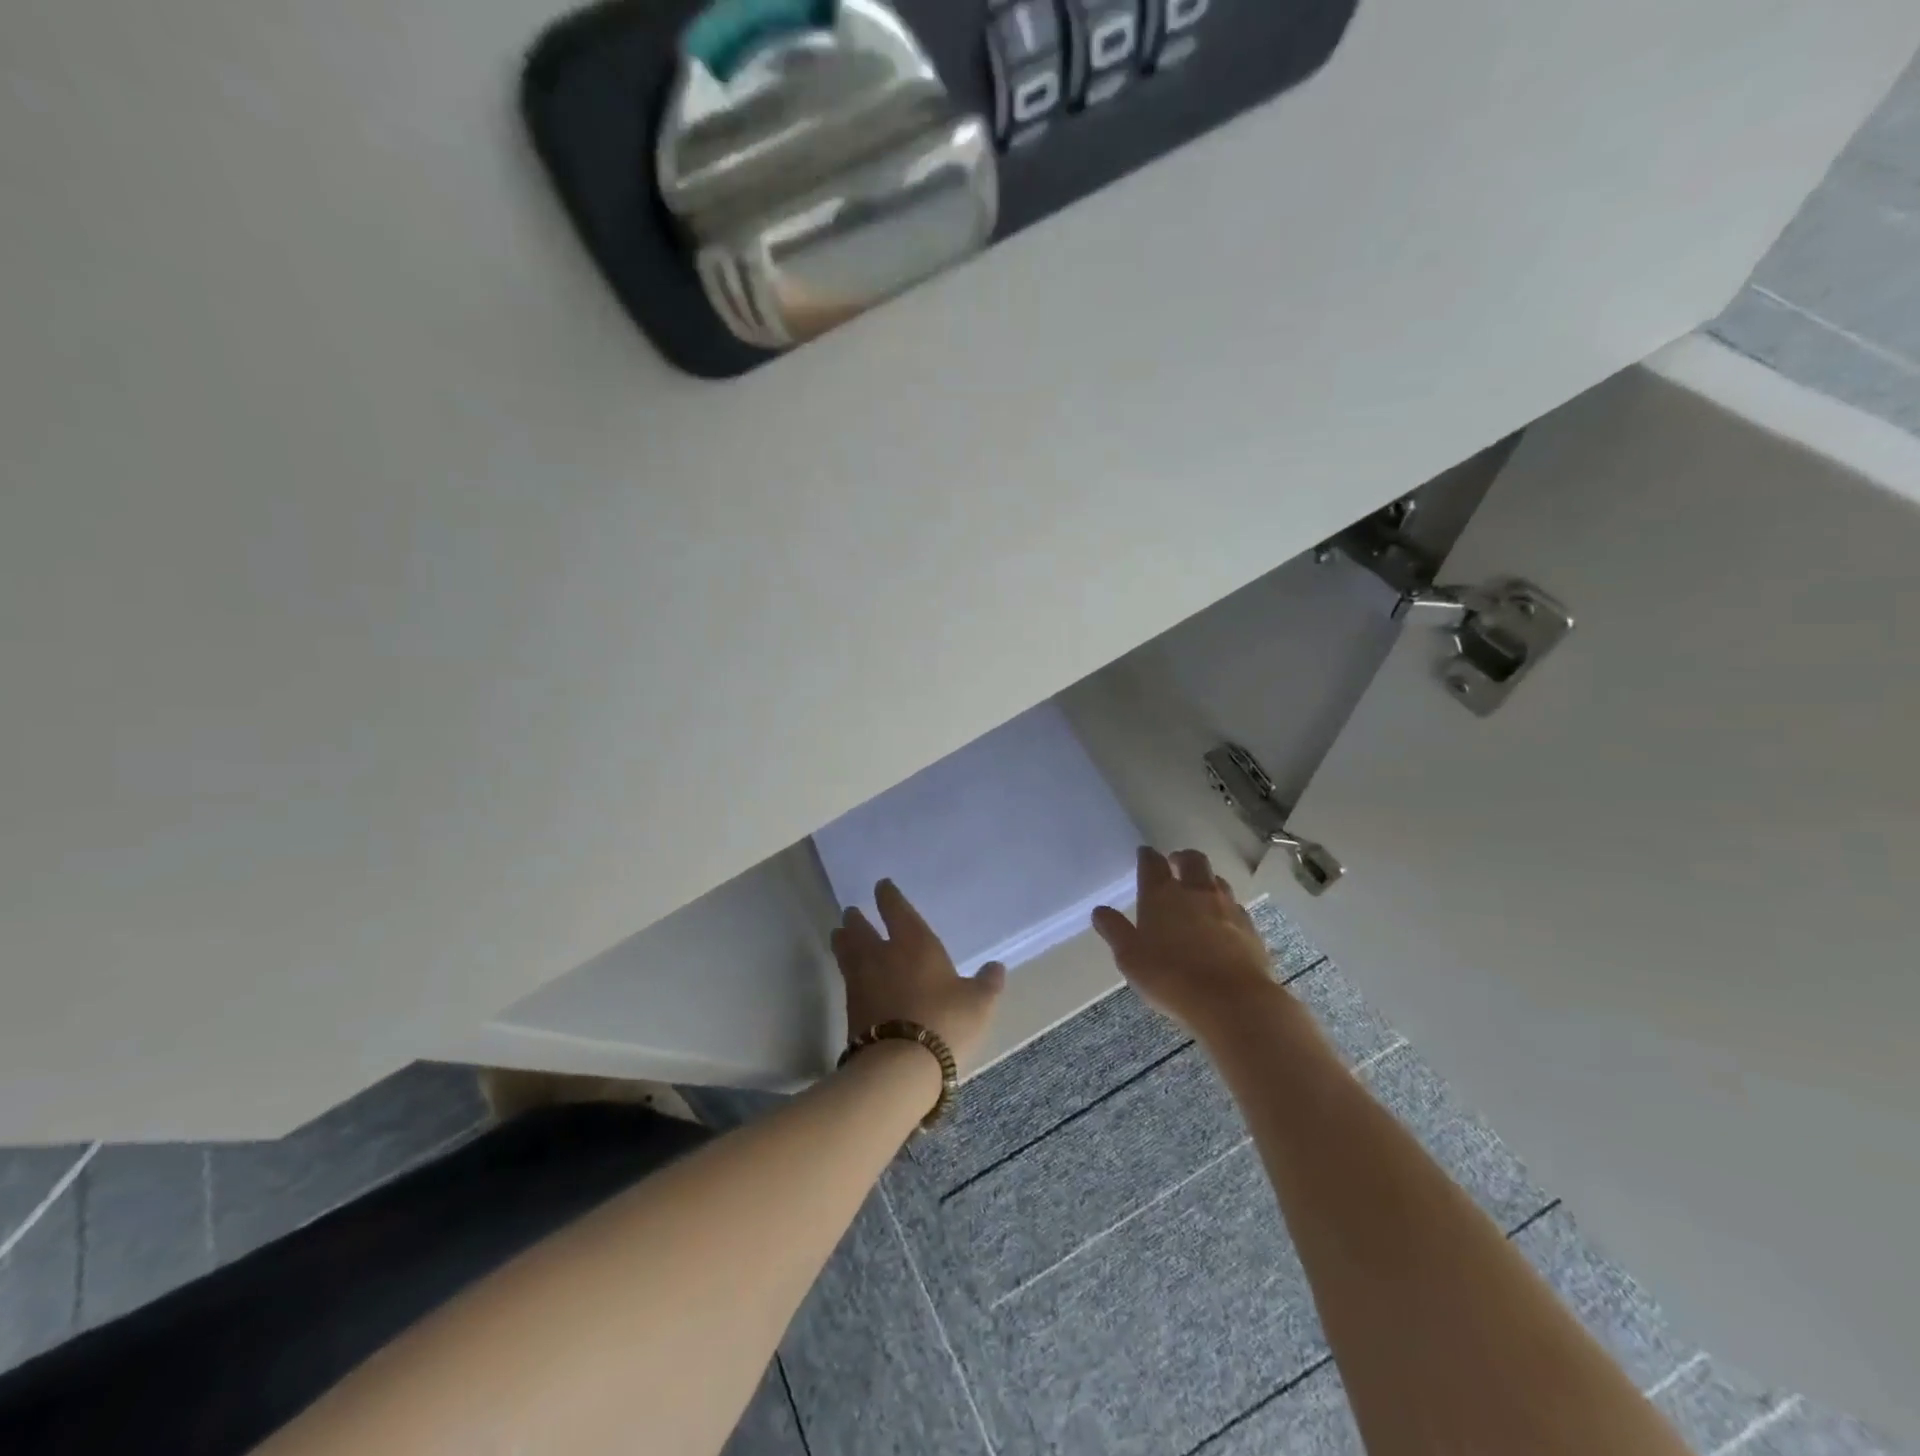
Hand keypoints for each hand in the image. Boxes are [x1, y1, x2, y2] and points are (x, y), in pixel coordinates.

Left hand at [831, 880, 1006, 1073]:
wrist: (900, 1066)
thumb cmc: (945, 1022)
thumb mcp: (978, 1003)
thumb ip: (987, 984)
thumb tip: (996, 968)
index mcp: (913, 942)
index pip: (895, 909)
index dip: (888, 895)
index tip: (882, 886)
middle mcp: (882, 954)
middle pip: (861, 929)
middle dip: (856, 919)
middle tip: (851, 913)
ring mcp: (861, 982)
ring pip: (846, 951)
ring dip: (843, 941)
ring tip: (839, 935)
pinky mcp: (850, 1009)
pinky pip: (847, 980)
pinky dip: (847, 971)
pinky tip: (851, 976)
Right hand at [1092, 847, 1276, 1037]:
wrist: (1232, 1001)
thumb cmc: (1170, 977)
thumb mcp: (1130, 958)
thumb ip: (1115, 931)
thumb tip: (1100, 911)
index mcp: (1161, 894)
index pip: (1152, 862)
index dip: (1147, 856)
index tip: (1144, 854)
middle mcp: (1195, 891)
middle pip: (1192, 860)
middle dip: (1182, 858)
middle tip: (1175, 864)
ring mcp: (1227, 907)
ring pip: (1217, 880)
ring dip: (1206, 880)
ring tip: (1199, 892)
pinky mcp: (1250, 928)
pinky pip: (1236, 907)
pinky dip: (1226, 908)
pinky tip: (1223, 923)